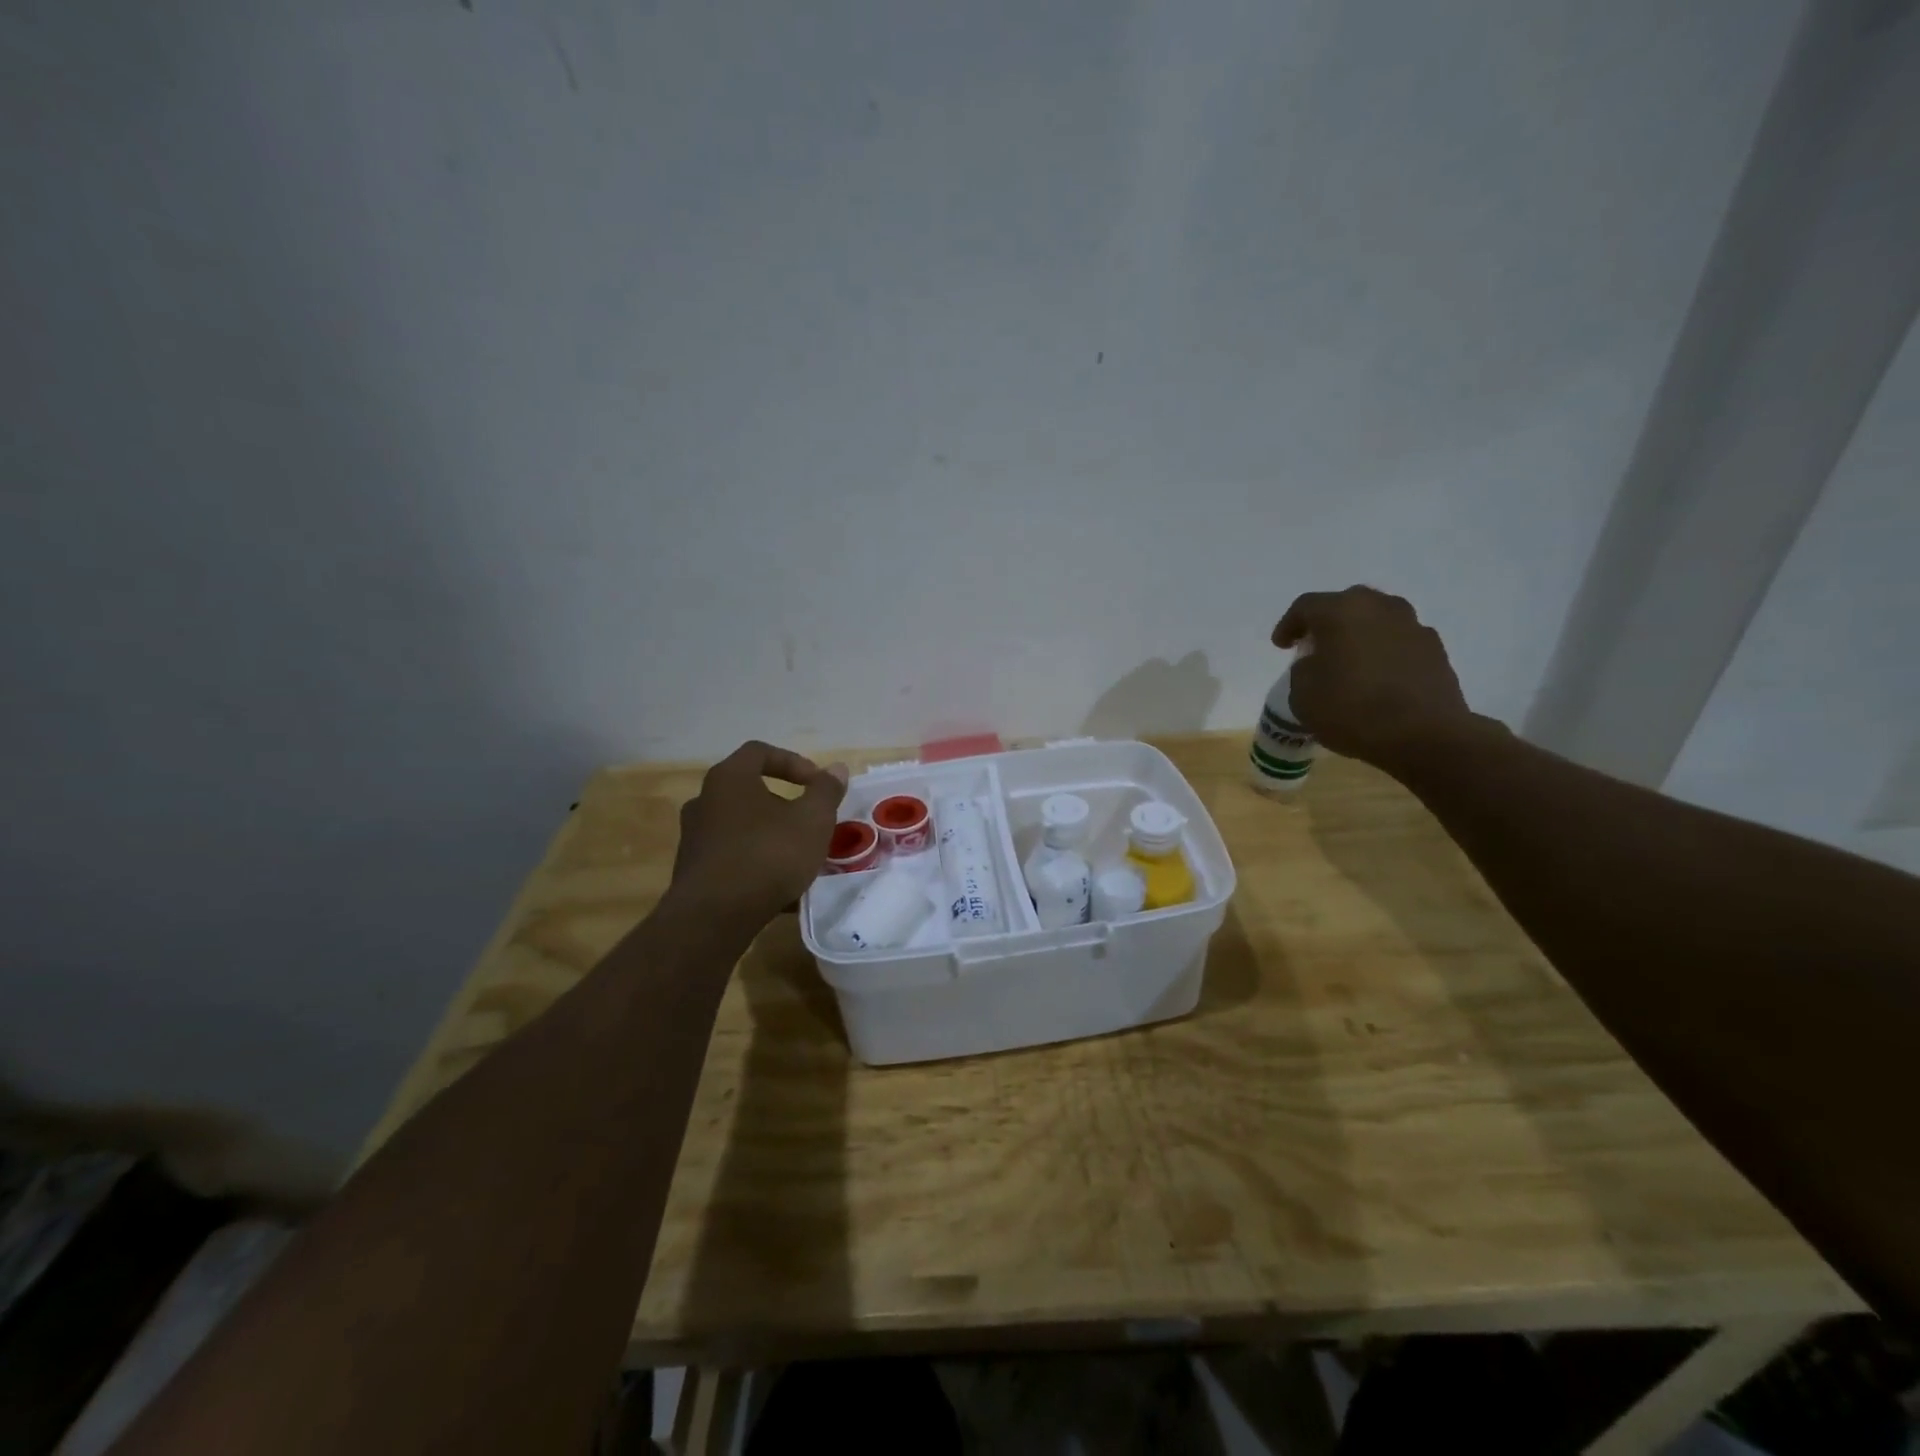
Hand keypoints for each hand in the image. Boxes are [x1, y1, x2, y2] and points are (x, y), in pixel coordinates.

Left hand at [669, 741, 848, 922]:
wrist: (714, 917)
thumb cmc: (768, 855)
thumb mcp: (812, 820)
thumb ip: (826, 790)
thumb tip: (836, 768)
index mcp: (729, 778)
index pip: (759, 752)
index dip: (793, 762)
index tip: (817, 784)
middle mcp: (704, 801)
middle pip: (748, 790)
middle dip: (783, 803)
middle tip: (809, 821)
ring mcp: (694, 838)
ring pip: (741, 826)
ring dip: (770, 835)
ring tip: (798, 857)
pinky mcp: (693, 872)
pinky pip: (732, 857)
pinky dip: (756, 862)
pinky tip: (780, 887)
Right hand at [1273, 586, 1476, 769]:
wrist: (1425, 736)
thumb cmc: (1352, 710)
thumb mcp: (1302, 695)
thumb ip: (1303, 670)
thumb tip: (1318, 663)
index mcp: (1341, 611)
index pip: (1305, 606)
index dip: (1288, 625)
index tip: (1281, 646)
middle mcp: (1379, 607)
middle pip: (1346, 605)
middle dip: (1328, 624)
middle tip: (1315, 647)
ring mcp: (1413, 626)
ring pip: (1377, 621)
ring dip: (1360, 636)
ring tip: (1349, 662)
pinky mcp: (1436, 650)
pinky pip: (1400, 643)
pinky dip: (1384, 653)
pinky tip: (1378, 678)